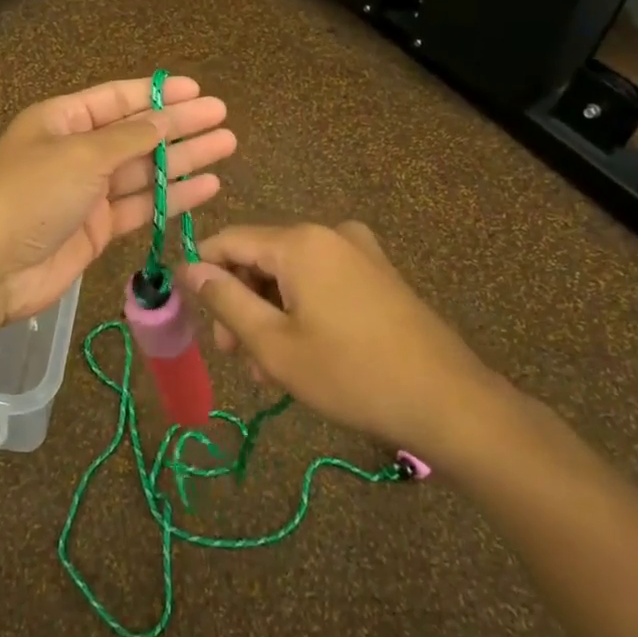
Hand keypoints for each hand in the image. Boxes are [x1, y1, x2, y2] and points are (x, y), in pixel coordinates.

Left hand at [0, 76, 235, 322]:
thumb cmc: (32, 194)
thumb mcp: (82, 154)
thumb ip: (131, 137)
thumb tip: (167, 117)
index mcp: (61, 120)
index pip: (117, 99)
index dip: (157, 94)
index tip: (197, 90)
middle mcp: (76, 152)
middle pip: (136, 133)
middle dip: (179, 125)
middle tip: (222, 117)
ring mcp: (87, 192)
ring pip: (143, 170)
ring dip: (183, 159)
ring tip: (226, 146)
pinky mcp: (96, 228)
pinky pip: (140, 205)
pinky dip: (172, 197)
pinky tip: (207, 186)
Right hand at [177, 222, 510, 462]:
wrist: (449, 402)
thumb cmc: (351, 374)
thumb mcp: (274, 344)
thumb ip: (225, 300)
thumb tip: (188, 268)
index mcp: (300, 241)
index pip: (229, 240)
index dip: (202, 272)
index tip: (189, 312)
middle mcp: (329, 233)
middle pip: (261, 257)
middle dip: (239, 302)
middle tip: (232, 355)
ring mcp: (360, 252)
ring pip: (291, 274)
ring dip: (270, 314)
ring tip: (267, 369)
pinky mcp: (379, 275)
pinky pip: (322, 282)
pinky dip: (301, 310)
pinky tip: (301, 354)